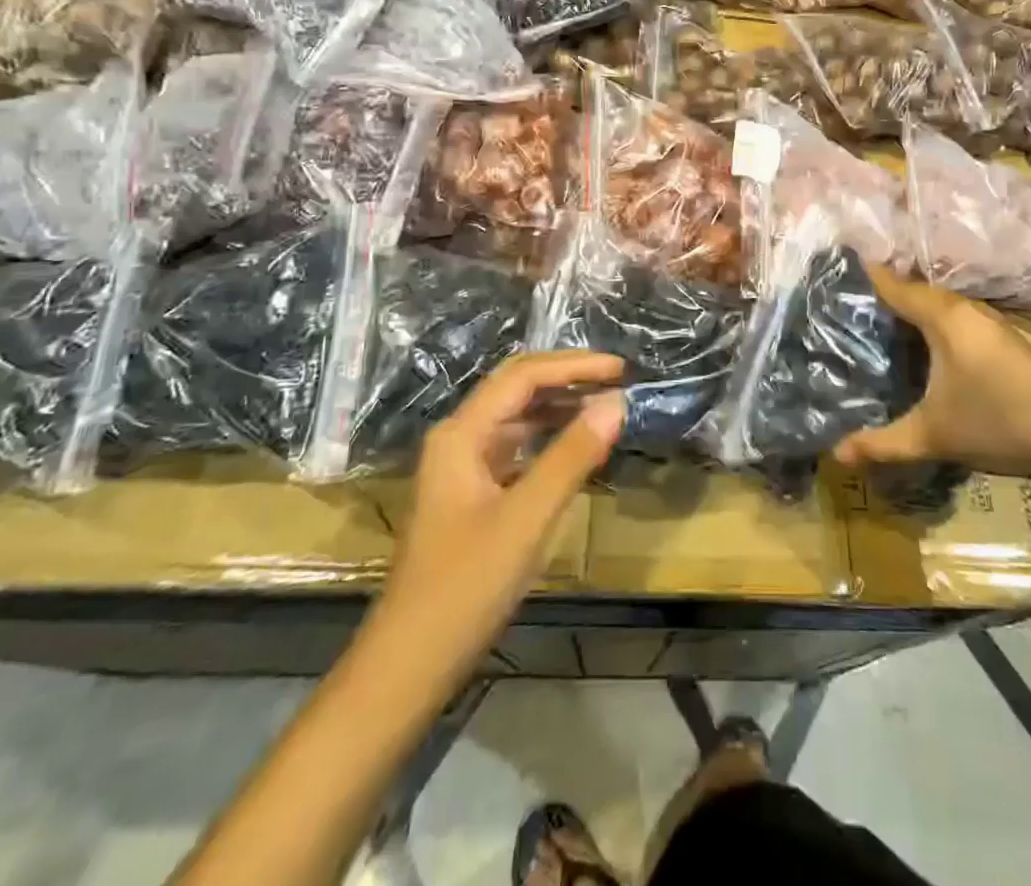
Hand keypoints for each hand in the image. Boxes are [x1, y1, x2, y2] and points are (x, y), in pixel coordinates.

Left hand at [366, 352, 624, 675]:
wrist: (409, 664)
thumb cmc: (465, 587)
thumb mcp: (527, 518)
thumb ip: (572, 456)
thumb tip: (616, 402)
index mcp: (462, 434)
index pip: (523, 376)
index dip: (574, 365)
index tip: (621, 368)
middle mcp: (459, 439)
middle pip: (517, 388)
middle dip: (568, 378)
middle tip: (618, 381)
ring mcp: (463, 467)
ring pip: (517, 417)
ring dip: (560, 406)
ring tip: (605, 407)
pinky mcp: (472, 494)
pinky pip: (517, 448)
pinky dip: (550, 438)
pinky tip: (576, 448)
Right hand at [833, 266, 1030, 489]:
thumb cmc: (999, 424)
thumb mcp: (932, 435)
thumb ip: (882, 442)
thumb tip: (836, 454)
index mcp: (945, 318)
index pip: (897, 287)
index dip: (868, 279)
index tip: (839, 274)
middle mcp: (968, 311)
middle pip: (919, 292)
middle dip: (888, 295)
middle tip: (852, 308)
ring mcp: (993, 324)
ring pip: (942, 307)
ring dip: (915, 310)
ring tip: (883, 325)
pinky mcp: (1008, 341)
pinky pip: (959, 320)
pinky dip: (936, 324)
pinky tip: (928, 349)